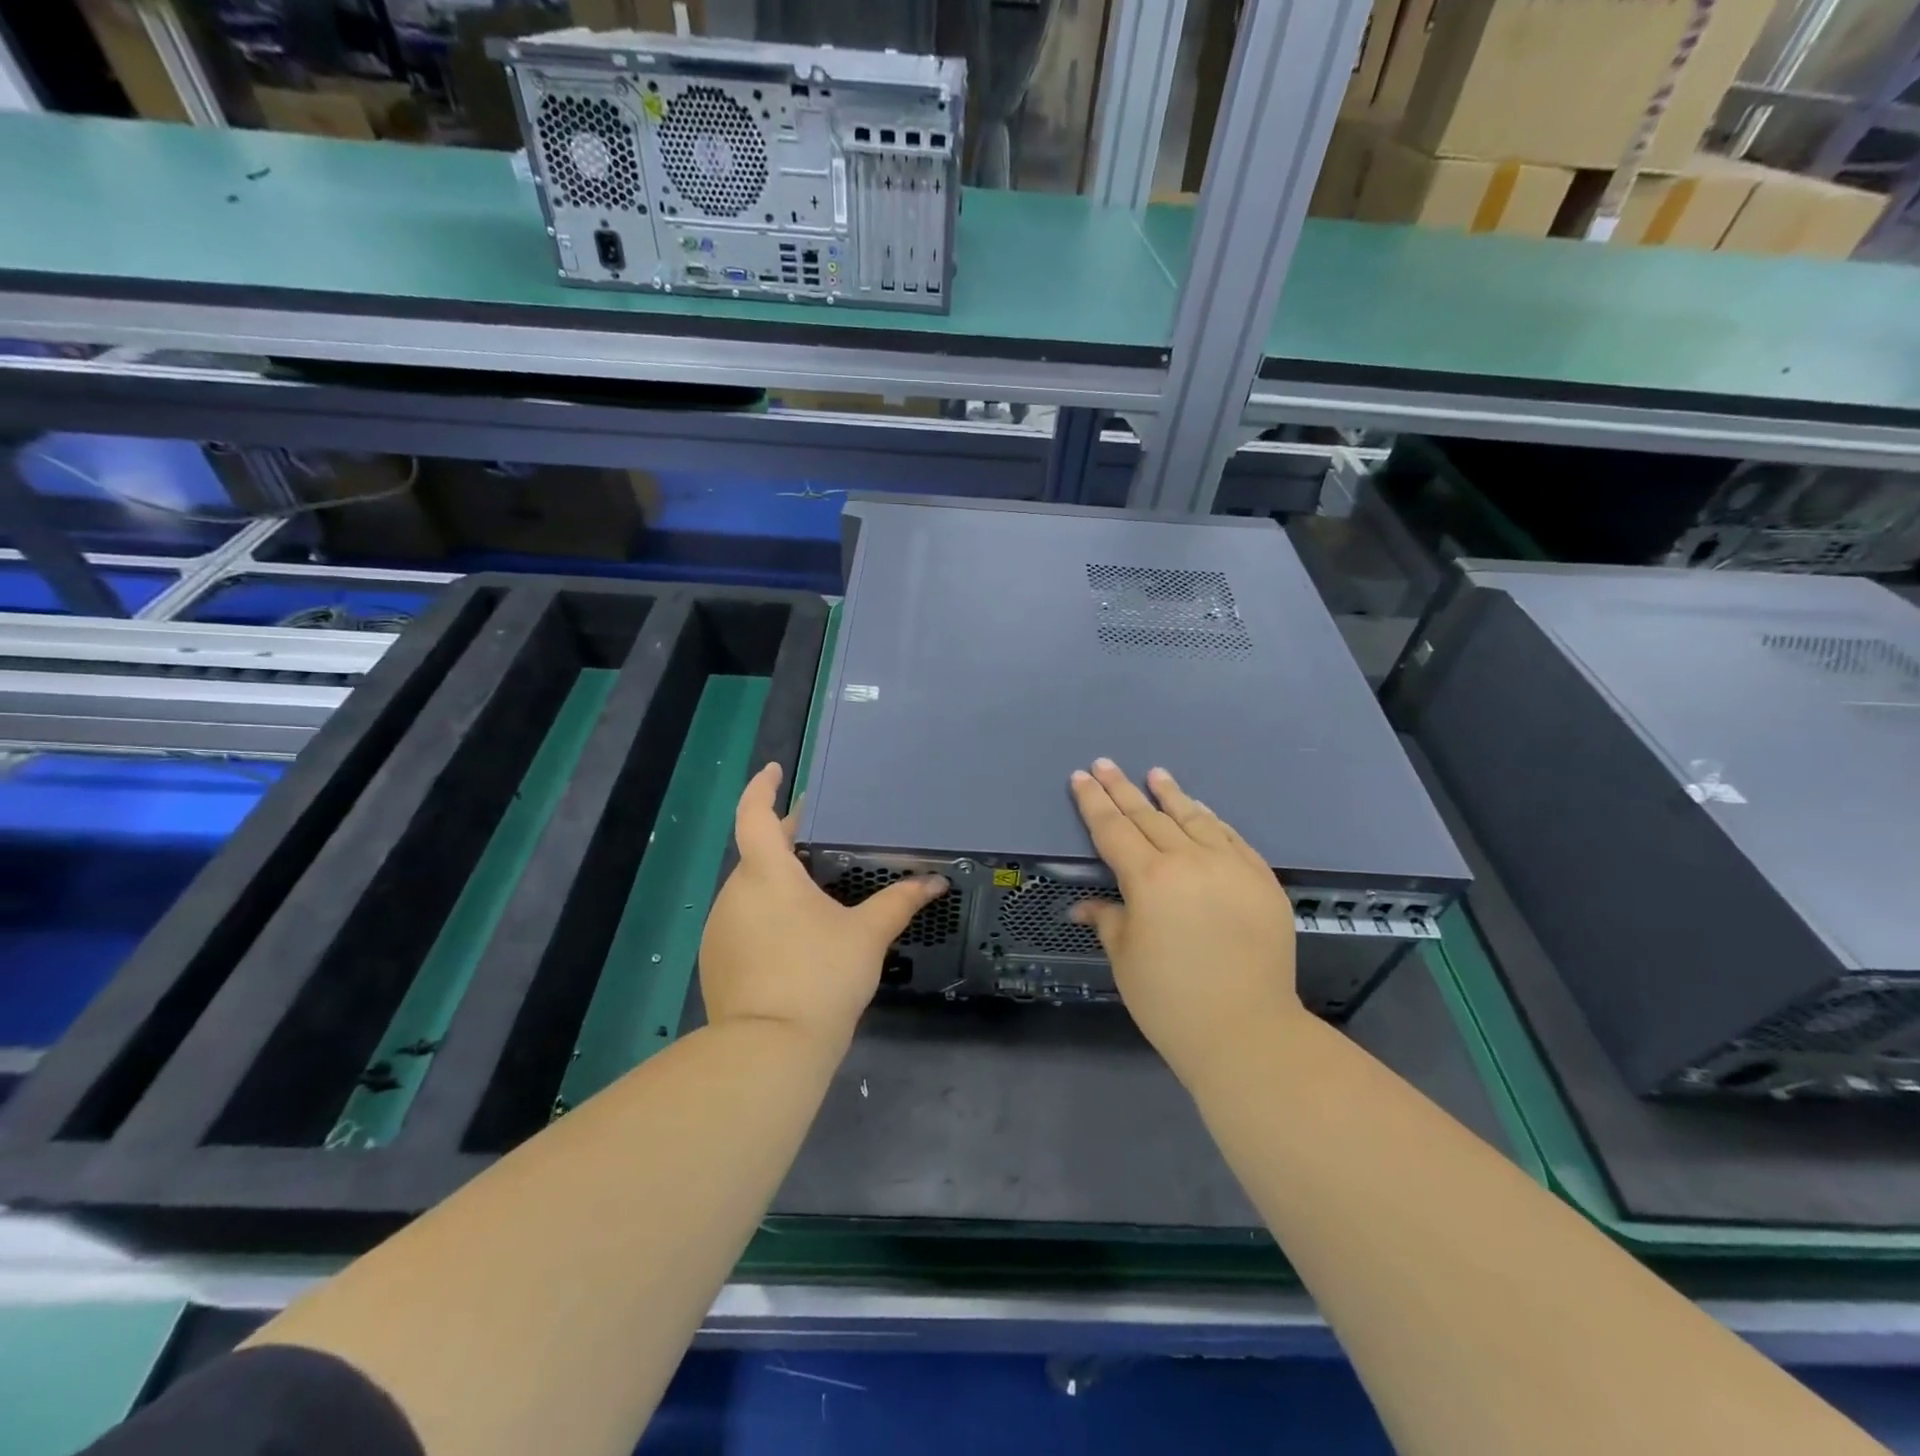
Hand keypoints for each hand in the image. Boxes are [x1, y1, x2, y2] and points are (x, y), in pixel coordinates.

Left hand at [700, 762, 947, 1054]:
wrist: (769, 1053)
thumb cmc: (820, 977)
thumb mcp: (867, 936)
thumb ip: (899, 902)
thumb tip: (934, 882)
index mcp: (766, 874)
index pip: (754, 815)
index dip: (762, 788)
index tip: (776, 771)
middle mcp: (734, 894)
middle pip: (758, 855)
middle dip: (787, 843)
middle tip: (821, 840)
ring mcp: (719, 930)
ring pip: (751, 892)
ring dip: (778, 885)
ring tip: (817, 895)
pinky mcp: (716, 962)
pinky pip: (744, 924)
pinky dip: (768, 918)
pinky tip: (797, 940)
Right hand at [1069, 759, 1304, 1079]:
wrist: (1247, 1029)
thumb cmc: (1170, 1000)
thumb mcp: (1125, 958)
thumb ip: (1108, 919)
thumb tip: (1085, 905)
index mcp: (1148, 878)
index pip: (1113, 829)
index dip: (1093, 802)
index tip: (1081, 777)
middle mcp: (1189, 860)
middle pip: (1148, 816)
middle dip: (1122, 789)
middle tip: (1105, 764)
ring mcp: (1231, 866)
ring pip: (1194, 818)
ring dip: (1170, 795)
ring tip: (1155, 774)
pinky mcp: (1262, 880)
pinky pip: (1231, 838)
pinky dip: (1211, 820)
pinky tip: (1201, 809)